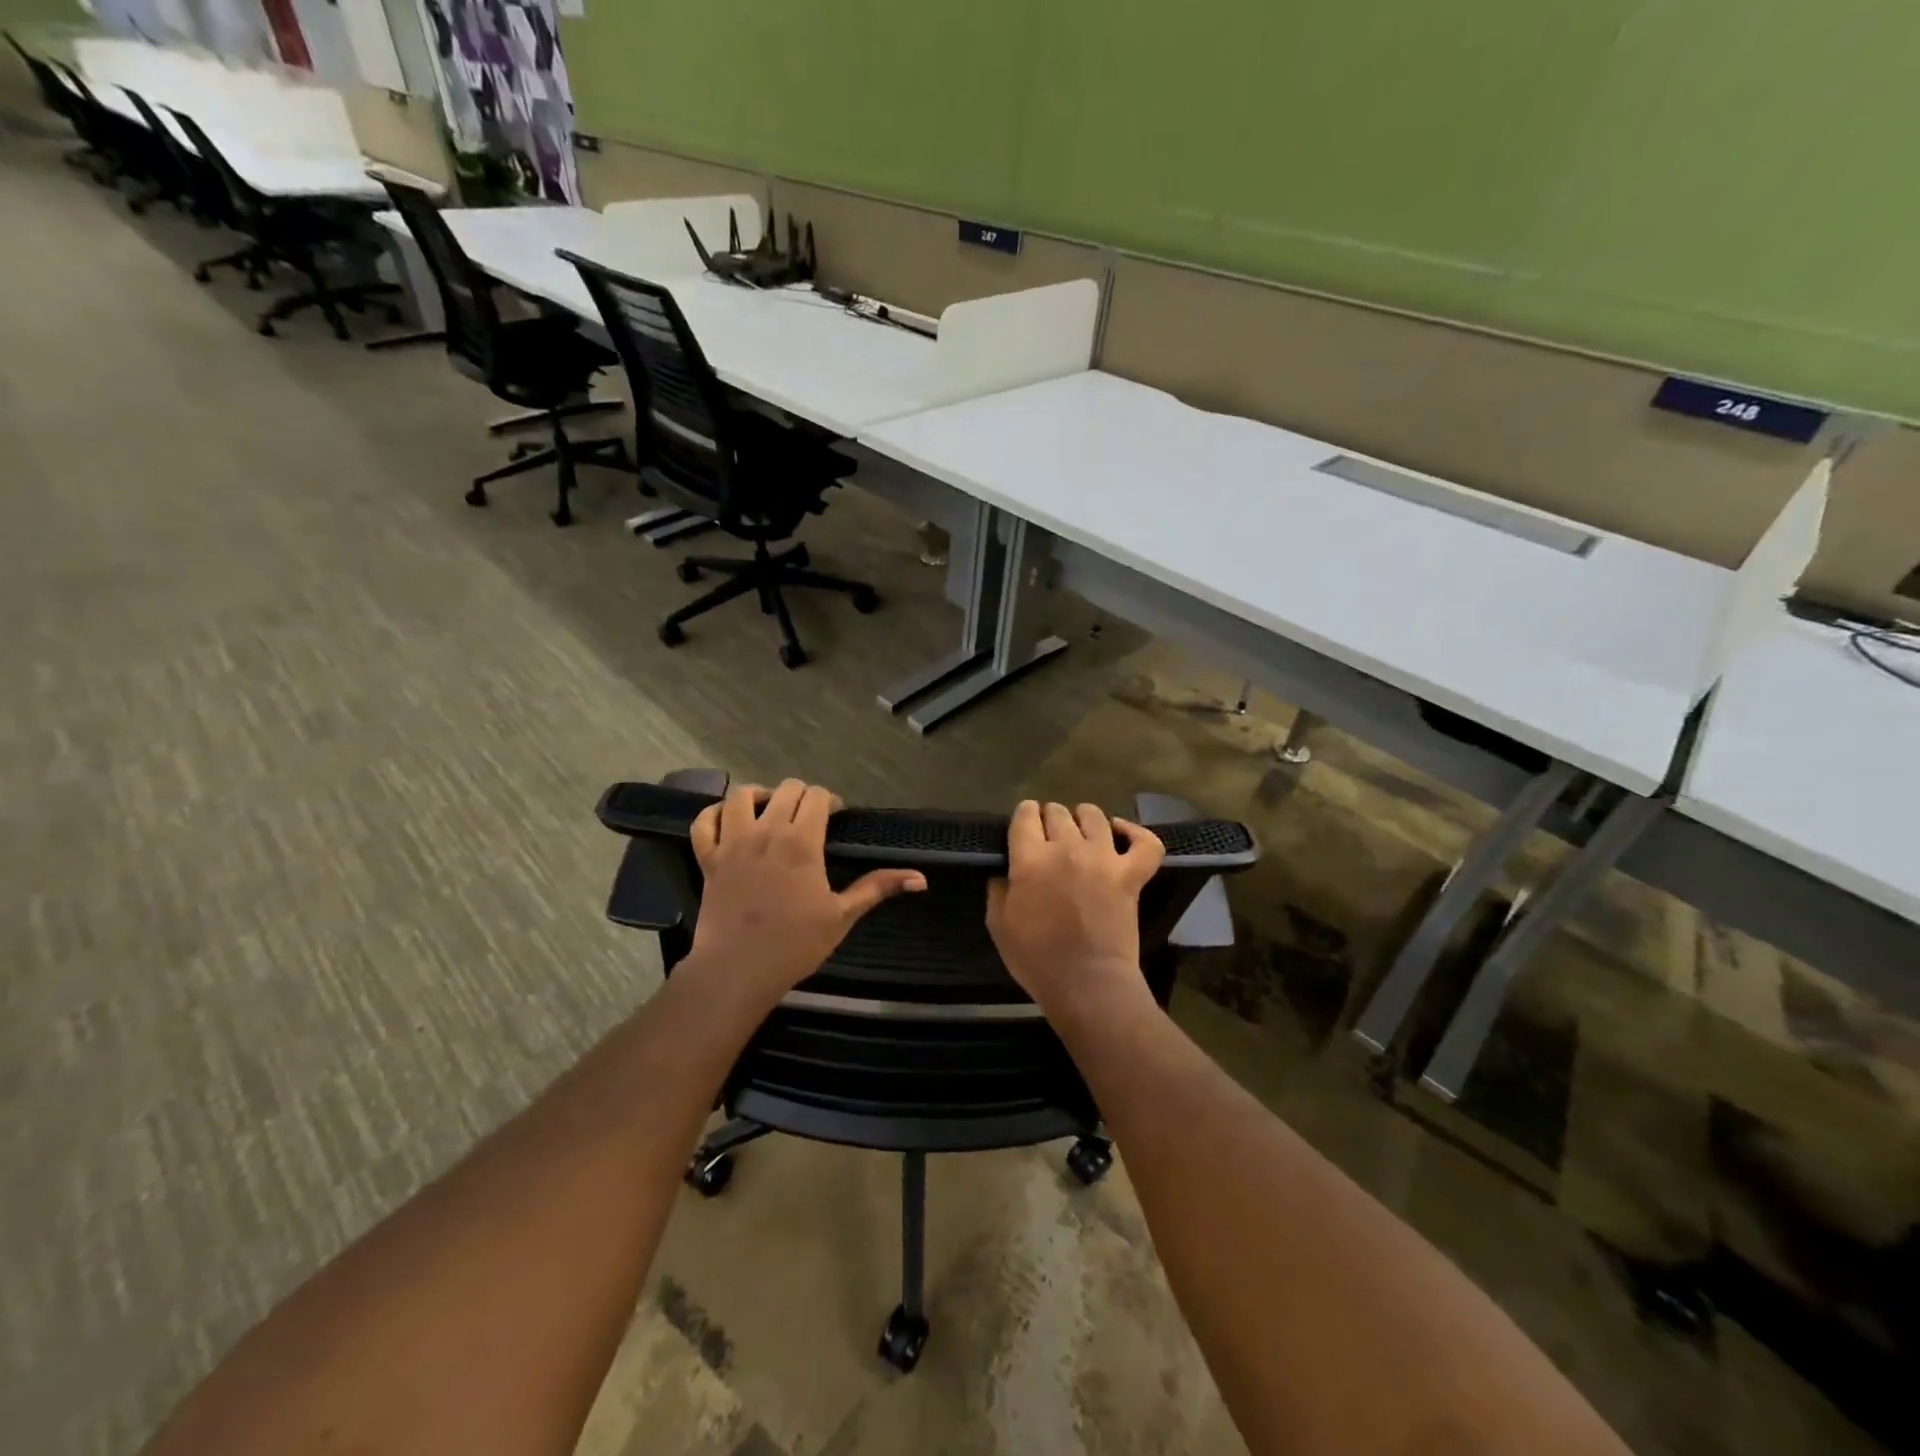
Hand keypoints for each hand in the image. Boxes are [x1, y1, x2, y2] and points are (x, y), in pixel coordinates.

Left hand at [684, 780, 925, 1006]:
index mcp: (802, 842)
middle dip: (801, 796)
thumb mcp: (842, 916)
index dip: (829, 801)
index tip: (835, 816)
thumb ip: (878, 888)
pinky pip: (704, 821)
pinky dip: (715, 813)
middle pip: (785, 789)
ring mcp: (733, 842)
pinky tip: (728, 820)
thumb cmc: (795, 944)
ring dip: (759, 795)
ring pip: (741, 795)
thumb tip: (921, 879)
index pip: (817, 796)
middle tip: (809, 817)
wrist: (738, 970)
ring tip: (769, 810)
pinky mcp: (708, 858)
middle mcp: (767, 831)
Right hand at [986, 801, 1164, 1017]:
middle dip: (1049, 819)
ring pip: (1094, 816)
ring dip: (1083, 819)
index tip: (1023, 828)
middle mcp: (1067, 848)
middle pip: (1057, 812)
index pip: (1024, 815)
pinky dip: (1135, 833)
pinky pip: (1144, 842)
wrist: (1087, 984)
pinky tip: (1120, 833)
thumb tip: (1005, 872)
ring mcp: (1104, 859)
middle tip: (1048, 838)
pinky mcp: (1132, 875)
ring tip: (1080, 832)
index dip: (1023, 817)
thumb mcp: (998, 925)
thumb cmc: (1037, 959)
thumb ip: (998, 890)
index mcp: (1030, 859)